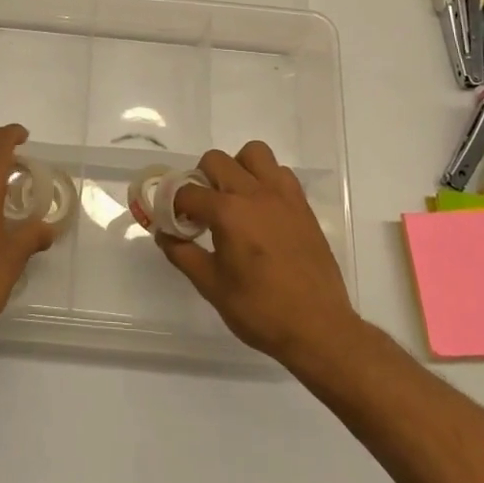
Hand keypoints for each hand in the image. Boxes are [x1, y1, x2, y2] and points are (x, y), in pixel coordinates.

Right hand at [160, 140, 360, 365]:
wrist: (318, 328)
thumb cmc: (260, 310)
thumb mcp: (211, 286)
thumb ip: (182, 254)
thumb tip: (164, 234)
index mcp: (228, 213)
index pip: (188, 192)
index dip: (174, 205)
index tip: (174, 221)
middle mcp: (254, 194)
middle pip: (216, 160)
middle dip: (201, 179)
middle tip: (202, 209)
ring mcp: (282, 196)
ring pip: (253, 153)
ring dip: (237, 168)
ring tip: (234, 199)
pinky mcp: (302, 205)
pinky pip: (280, 172)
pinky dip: (266, 180)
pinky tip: (262, 209)